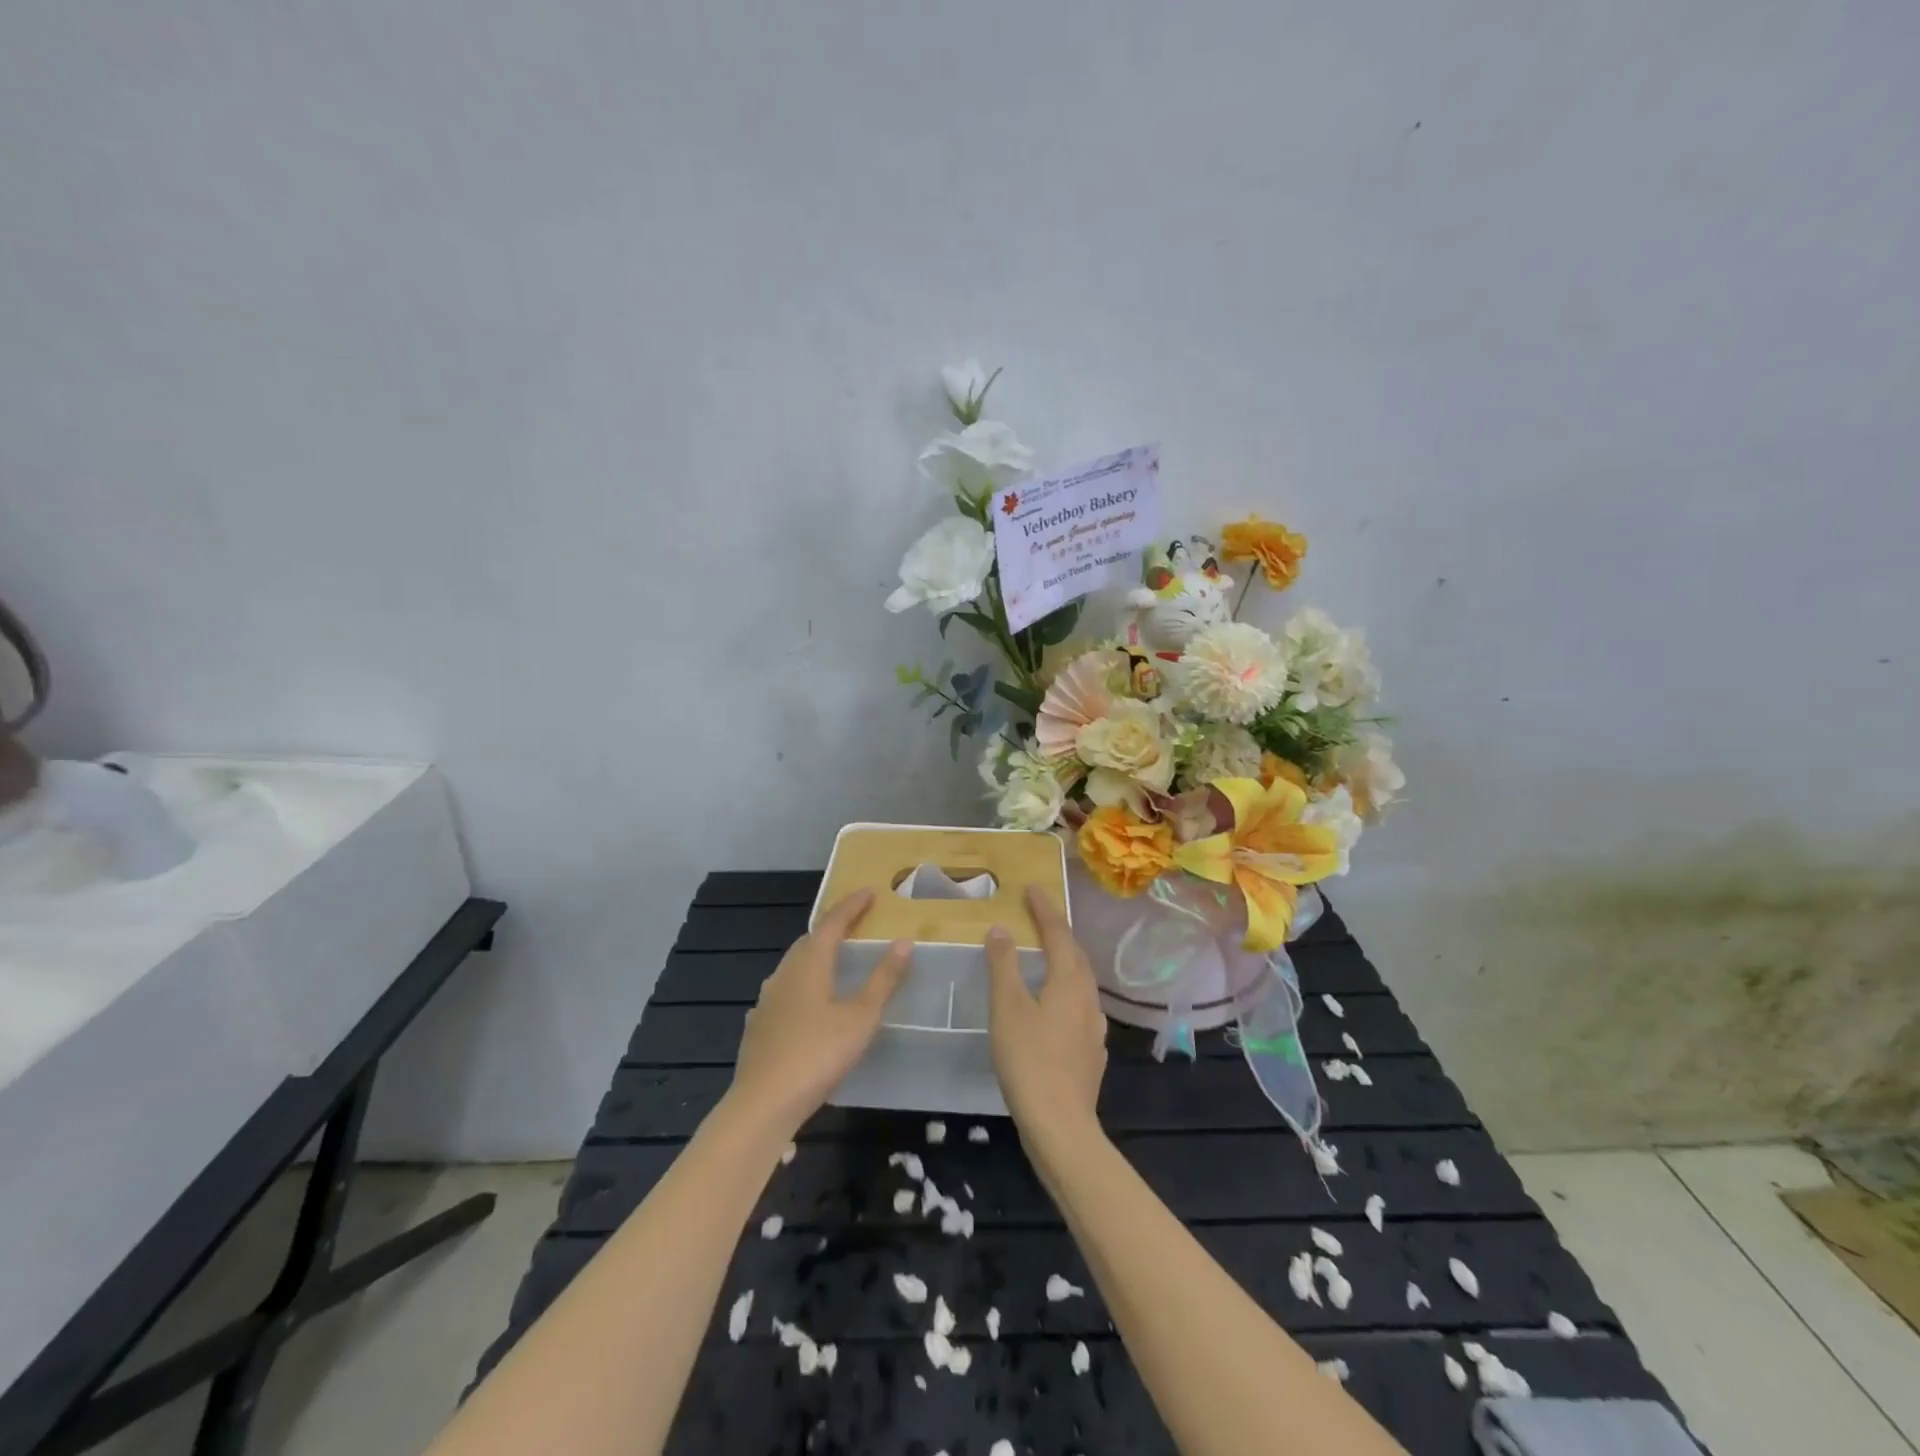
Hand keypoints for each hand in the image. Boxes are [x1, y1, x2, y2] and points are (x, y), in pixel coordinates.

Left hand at [725, 889, 910, 1138]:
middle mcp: (784, 973)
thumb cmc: (818, 1054)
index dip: (851, 906)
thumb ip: (883, 980)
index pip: (832, 923)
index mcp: (809, 964)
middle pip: (809, 940)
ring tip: (834, 958)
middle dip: (832, 928)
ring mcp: (767, 1000)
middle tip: (855, 922)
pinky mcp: (759, 1024)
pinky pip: (785, 990)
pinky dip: (802, 982)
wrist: (763, 1103)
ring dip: (815, 954)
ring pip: (794, 965)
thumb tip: (904, 942)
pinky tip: (807, 1000)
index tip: (869, 892)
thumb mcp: (861, 1017)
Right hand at [985, 887, 1107, 1145]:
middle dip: (1058, 932)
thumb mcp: (1007, 1008)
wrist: (1061, 1125)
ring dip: (1065, 961)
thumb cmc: (1029, 1060)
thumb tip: (1001, 929)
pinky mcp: (1092, 1052)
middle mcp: (1088, 998)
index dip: (1045, 910)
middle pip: (1075, 955)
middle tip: (1039, 916)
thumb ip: (1004, 965)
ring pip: (1081, 982)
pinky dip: (1066, 991)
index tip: (1033, 889)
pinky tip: (1056, 1005)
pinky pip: (1080, 1007)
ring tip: (1047, 955)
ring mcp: (1094, 1027)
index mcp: (1069, 982)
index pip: (1058, 934)